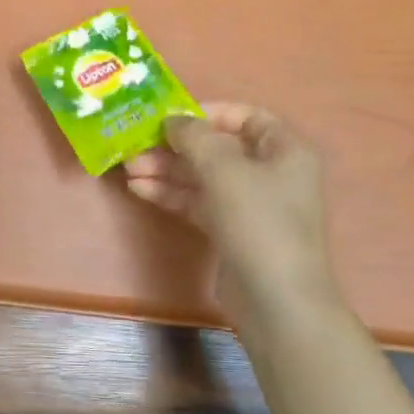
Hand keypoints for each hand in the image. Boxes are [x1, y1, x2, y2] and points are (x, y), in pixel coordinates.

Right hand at [123, 103, 344, 327]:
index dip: (208, 113)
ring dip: (166, 170)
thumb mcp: (225, 169)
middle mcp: (270, 173)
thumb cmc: (258, 221)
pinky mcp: (231, 231)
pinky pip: (198, 202)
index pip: (246, 116)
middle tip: (136, 145)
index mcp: (284, 150)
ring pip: (202, 177)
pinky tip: (139, 189)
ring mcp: (250, 204)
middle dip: (175, 146)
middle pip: (217, 148)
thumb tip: (173, 120)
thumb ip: (195, 137)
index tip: (171, 118)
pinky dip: (171, 194)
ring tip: (128, 168)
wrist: (276, 300)